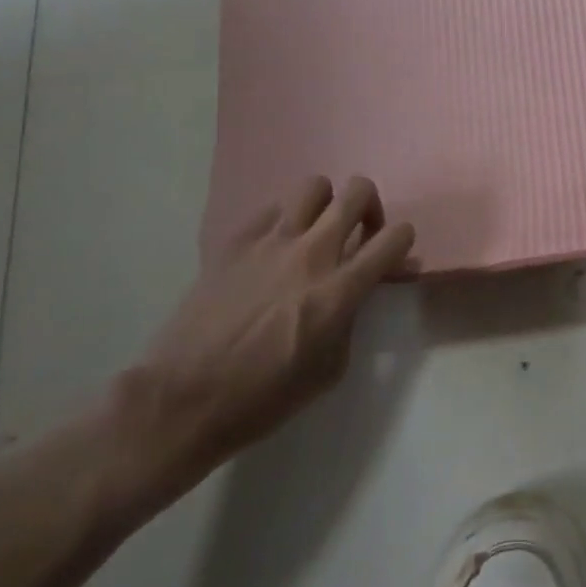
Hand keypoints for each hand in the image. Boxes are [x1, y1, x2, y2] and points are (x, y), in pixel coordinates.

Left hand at [110, 176, 415, 492]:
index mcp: (340, 290)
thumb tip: (355, 293)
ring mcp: (271, 241)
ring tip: (314, 233)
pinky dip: (283, 223)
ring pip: (315, 186)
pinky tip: (272, 252)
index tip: (392, 255)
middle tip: (358, 234)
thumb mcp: (330, 370)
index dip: (402, 241)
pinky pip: (271, 210)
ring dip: (324, 206)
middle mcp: (312, 253)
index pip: (394, 238)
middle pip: (358, 192)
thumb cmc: (262, 399)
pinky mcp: (236, 241)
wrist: (183, 400)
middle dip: (369, 208)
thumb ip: (351, 319)